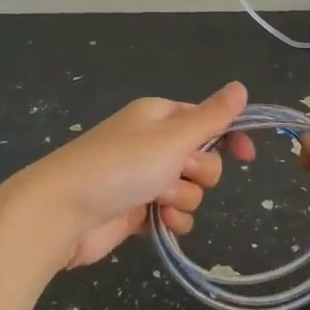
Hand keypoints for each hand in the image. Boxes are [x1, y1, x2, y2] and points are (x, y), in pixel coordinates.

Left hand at [1, 82, 256, 270]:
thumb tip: (240, 87)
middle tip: (178, 172)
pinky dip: (170, 219)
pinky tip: (159, 223)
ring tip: (158, 200)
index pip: (207, 120)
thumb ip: (211, 117)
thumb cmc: (120, 166)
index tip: (247, 157)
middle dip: (199, 172)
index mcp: (160, 116)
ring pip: (190, 189)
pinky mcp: (136, 209)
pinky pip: (172, 213)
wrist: (62, 213)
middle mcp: (153, 143)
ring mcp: (143, 177)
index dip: (229, 135)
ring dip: (182, 198)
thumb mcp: (172, 138)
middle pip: (203, 158)